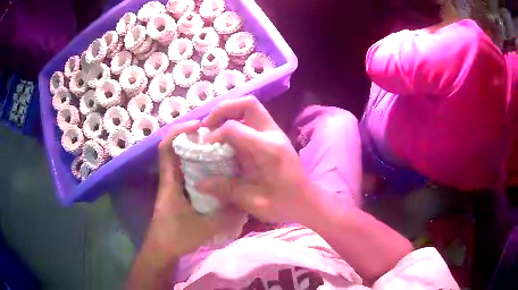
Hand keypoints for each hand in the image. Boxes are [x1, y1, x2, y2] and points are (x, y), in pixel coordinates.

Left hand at [144, 121, 243, 259]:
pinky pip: (188, 172)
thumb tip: (246, 203)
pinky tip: (216, 171)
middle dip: (192, 137)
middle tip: (216, 134)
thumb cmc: (176, 237)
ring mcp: (175, 186)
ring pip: (183, 160)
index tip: (198, 125)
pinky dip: (199, 166)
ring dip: (197, 150)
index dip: (179, 131)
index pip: (166, 148)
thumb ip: (226, 217)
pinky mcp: (179, 193)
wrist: (162, 250)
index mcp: (171, 181)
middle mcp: (171, 179)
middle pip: (176, 148)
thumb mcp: (205, 228)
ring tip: (219, 148)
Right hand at [196, 96, 313, 223]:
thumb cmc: (286, 204)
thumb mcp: (255, 202)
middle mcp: (273, 135)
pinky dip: (237, 121)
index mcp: (268, 150)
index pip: (234, 128)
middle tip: (208, 126)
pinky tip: (228, 139)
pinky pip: (253, 119)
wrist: (308, 202)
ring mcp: (275, 133)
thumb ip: (227, 189)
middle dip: (223, 109)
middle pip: (248, 103)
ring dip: (230, 113)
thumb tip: (200, 183)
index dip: (214, 135)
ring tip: (215, 129)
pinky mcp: (274, 137)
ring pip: (251, 107)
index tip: (204, 149)